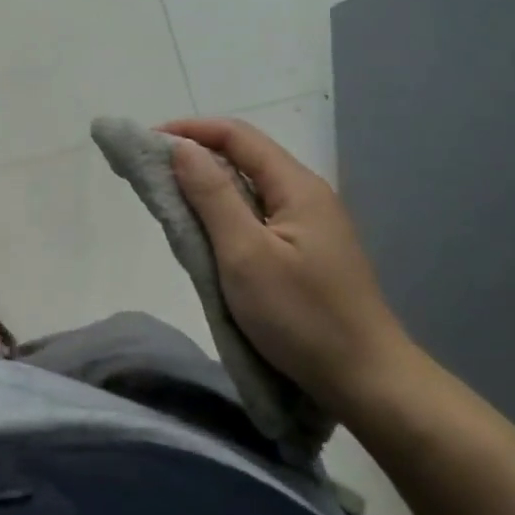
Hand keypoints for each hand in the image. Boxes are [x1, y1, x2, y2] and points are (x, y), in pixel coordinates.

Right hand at [160, 116, 414, 417]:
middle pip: (243, 157)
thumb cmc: (302, 316)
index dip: (189, 130)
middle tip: (151, 174)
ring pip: (248, 188)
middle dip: (195, 156)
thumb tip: (182, 148)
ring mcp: (308, 225)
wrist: (367, 383)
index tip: (146, 143)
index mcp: (296, 186)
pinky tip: (205, 234)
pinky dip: (223, 214)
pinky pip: (255, 216)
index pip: (236, 135)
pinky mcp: (304, 252)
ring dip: (207, 187)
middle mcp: (305, 195)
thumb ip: (212, 196)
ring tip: (169, 201)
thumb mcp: (246, 254)